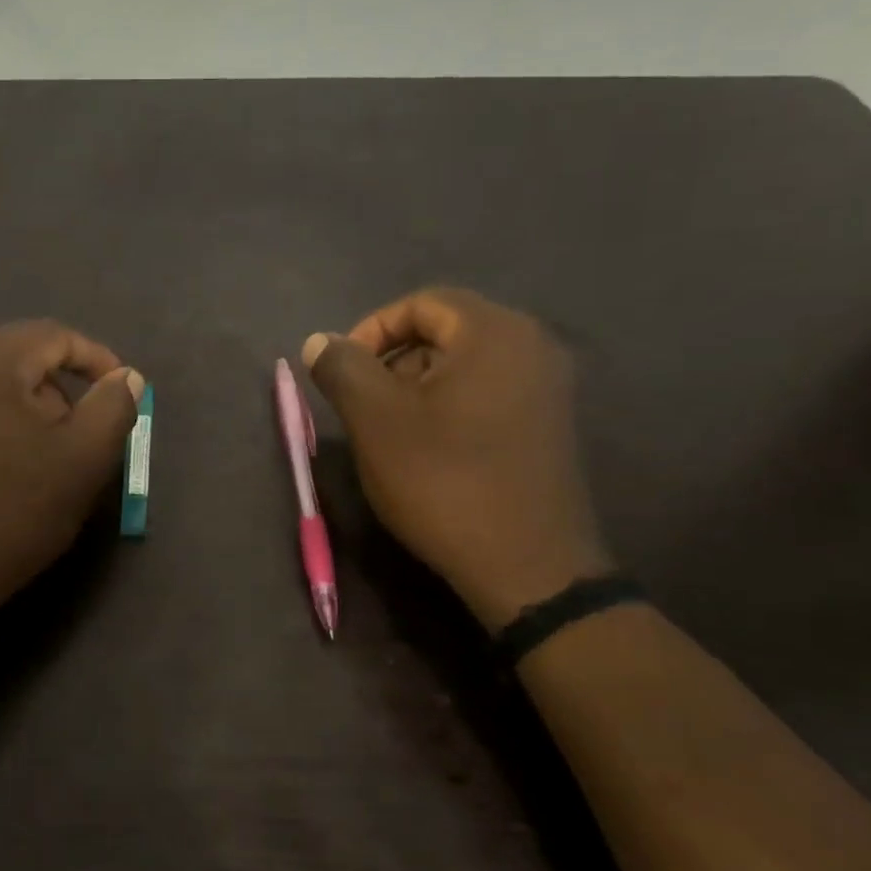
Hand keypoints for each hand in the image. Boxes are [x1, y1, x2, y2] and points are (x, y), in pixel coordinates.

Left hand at [0, 321, 143, 648]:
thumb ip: (114, 408)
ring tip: (34, 459)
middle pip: (16, 357)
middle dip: (55, 391)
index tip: (118, 394)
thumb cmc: (7, 518)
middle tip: (76, 439)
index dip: (95, 359)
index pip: (53, 336)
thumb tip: (125, 376)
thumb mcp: (82, 463)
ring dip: (20, 409)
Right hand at [302, 288, 608, 630]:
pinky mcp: (549, 425)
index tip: (344, 373)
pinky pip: (488, 392)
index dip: (371, 330)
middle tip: (364, 403)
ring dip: (418, 385)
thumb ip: (342, 367)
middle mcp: (532, 346)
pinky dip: (450, 405)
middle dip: (393, 359)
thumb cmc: (444, 481)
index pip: (421, 303)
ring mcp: (548, 388)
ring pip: (465, 364)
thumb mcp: (375, 420)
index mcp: (494, 332)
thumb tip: (320, 341)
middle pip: (445, 330)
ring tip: (391, 430)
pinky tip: (429, 448)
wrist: (528, 567)